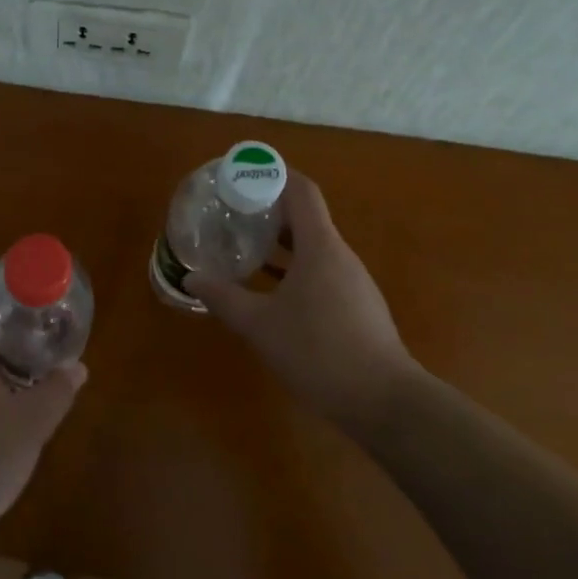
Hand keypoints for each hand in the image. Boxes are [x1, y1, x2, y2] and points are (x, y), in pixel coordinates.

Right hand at [186, 173, 416, 427]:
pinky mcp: (356, 305)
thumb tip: (191, 277)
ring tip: (245, 246)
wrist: (386, 404)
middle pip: (304, 215)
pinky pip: (320, 270)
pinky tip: (270, 289)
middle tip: (232, 211)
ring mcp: (352, 280)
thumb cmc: (320, 352)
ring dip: (280, 241)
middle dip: (268, 208)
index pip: (300, 190)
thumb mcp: (260, 325)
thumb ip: (224, 298)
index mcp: (320, 246)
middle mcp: (339, 254)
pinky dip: (293, 266)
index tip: (241, 175)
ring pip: (312, 245)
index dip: (273, 175)